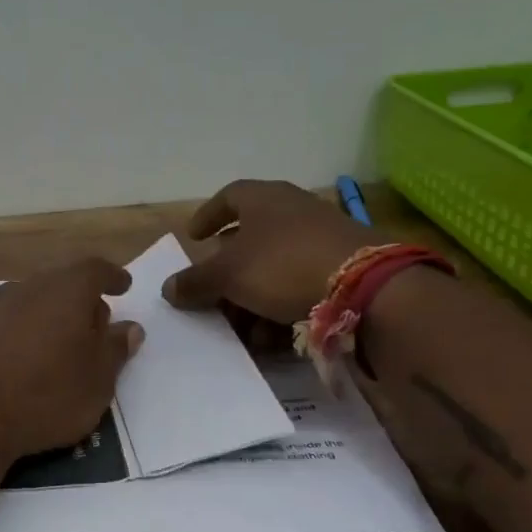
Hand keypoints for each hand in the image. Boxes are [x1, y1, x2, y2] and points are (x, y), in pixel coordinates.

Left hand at [0, 259, 144, 458]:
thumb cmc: (46, 395)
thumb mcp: (98, 381)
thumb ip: (115, 349)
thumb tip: (130, 328)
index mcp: (66, 291)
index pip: (95, 270)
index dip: (112, 277)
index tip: (123, 286)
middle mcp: (28, 288)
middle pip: (60, 283)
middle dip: (79, 300)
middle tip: (94, 326)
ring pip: (28, 302)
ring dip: (45, 316)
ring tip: (54, 344)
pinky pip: (0, 324)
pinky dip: (14, 333)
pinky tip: (13, 356)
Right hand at [163, 180, 375, 325]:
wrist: (363, 286)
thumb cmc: (282, 266)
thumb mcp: (227, 275)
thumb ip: (195, 281)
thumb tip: (168, 288)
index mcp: (263, 199)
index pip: (228, 197)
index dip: (207, 216)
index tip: (194, 237)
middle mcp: (293, 210)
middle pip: (250, 238)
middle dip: (228, 273)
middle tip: (213, 296)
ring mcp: (321, 236)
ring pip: (274, 266)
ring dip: (253, 298)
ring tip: (244, 328)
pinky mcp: (343, 264)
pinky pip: (300, 282)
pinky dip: (281, 305)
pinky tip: (274, 334)